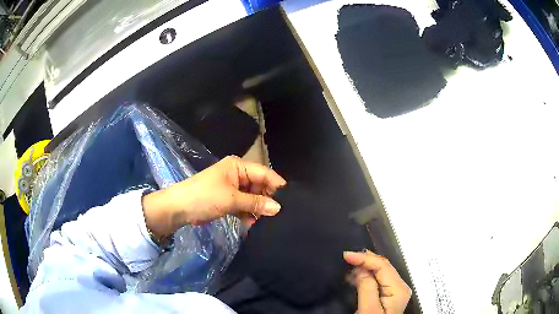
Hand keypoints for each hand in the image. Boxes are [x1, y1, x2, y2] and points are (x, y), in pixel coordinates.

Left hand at [142, 156, 285, 238]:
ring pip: (252, 197)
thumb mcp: (231, 199)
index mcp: (238, 166)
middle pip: (259, 186)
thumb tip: (278, 208)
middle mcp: (237, 175)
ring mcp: (232, 188)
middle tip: (276, 215)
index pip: (264, 173)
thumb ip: (255, 203)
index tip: (289, 200)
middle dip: (266, 200)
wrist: (179, 209)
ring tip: (264, 222)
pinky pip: (244, 205)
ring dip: (256, 209)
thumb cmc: (204, 197)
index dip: (276, 185)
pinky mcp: (228, 200)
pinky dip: (247, 213)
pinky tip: (251, 223)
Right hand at [344, 250, 411, 313]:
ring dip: (364, 267)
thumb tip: (361, 269)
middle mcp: (399, 286)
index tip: (346, 255)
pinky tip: (355, 277)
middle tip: (347, 258)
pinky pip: (377, 279)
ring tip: (348, 267)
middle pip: (383, 266)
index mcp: (398, 289)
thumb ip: (367, 288)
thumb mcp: (368, 310)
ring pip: (379, 271)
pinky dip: (365, 275)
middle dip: (365, 260)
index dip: (364, 258)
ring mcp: (394, 291)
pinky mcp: (387, 295)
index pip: (382, 265)